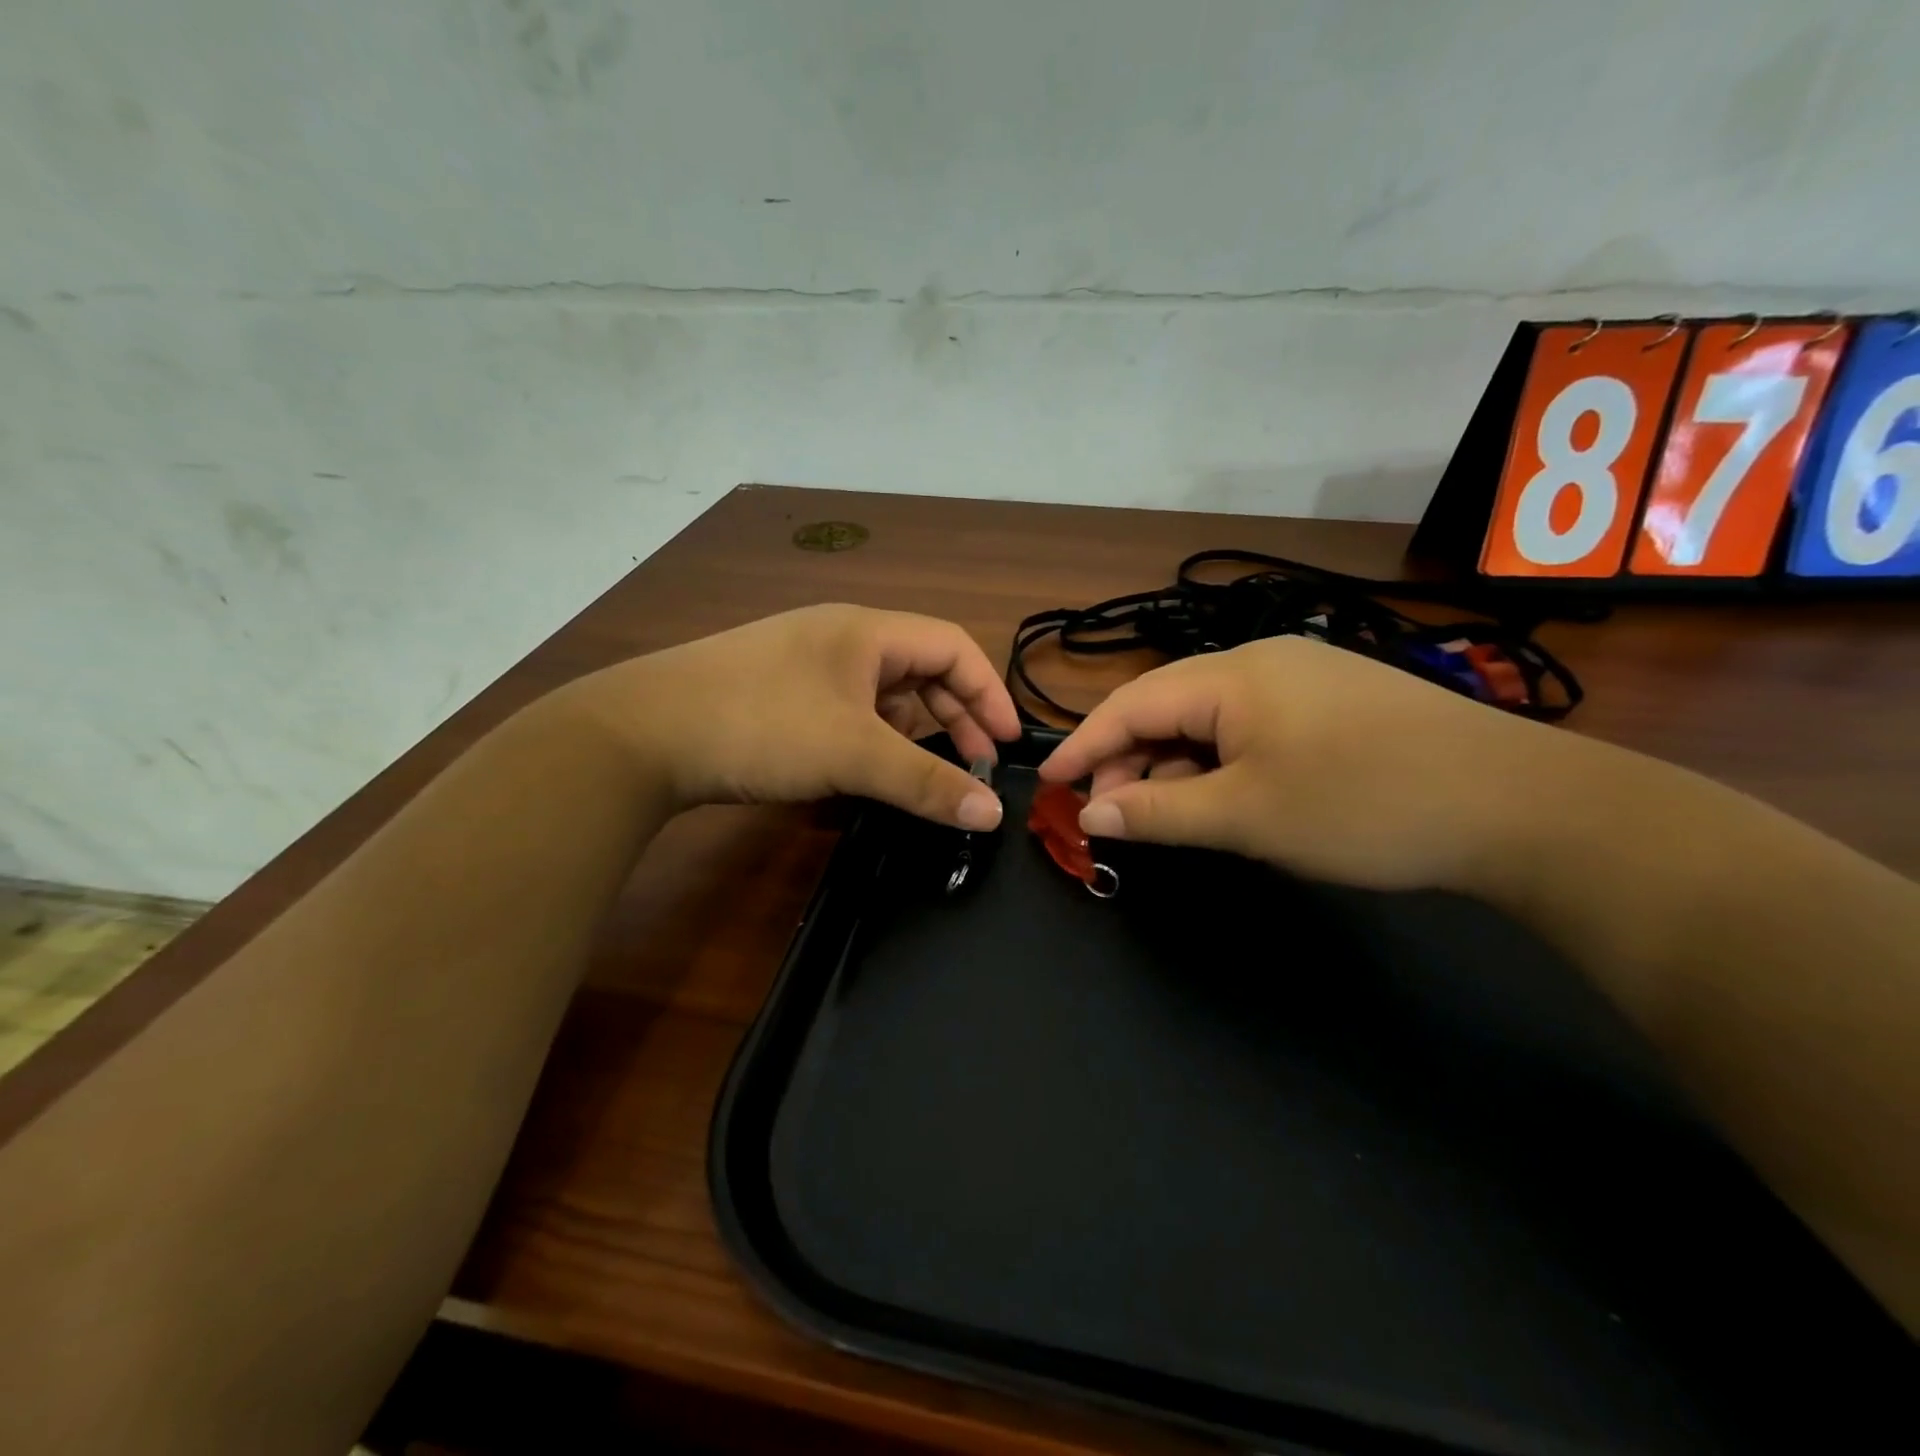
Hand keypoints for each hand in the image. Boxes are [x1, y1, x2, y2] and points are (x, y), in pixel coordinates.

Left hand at [566, 604, 1020, 827]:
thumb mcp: (853, 753)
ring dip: (915, 729)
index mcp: (866, 630)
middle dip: (956, 715)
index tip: (1007, 744)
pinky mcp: (780, 693)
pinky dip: (874, 737)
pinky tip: (870, 767)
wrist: (641, 735)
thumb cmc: (760, 725)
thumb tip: (992, 815)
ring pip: (884, 692)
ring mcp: (806, 664)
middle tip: (975, 765)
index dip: (989, 692)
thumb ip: (926, 782)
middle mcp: (841, 637)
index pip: (953, 647)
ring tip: (928, 772)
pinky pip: (850, 710)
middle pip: (921, 668)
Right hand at [1039, 635, 1568, 890]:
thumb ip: (1158, 812)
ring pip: (1208, 721)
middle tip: (1111, 816)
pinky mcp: (1332, 704)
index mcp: (1232, 675)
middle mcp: (1261, 662)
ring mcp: (1303, 679)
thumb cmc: (1364, 805)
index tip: (1049, 784)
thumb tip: (1092, 813)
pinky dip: (1219, 764)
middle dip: (1129, 760)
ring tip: (1165, 815)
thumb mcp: (1247, 815)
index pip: (1130, 704)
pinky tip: (1224, 799)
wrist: (1520, 807)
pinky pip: (1249, 728)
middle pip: (1166, 707)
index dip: (1084, 746)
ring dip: (1175, 766)